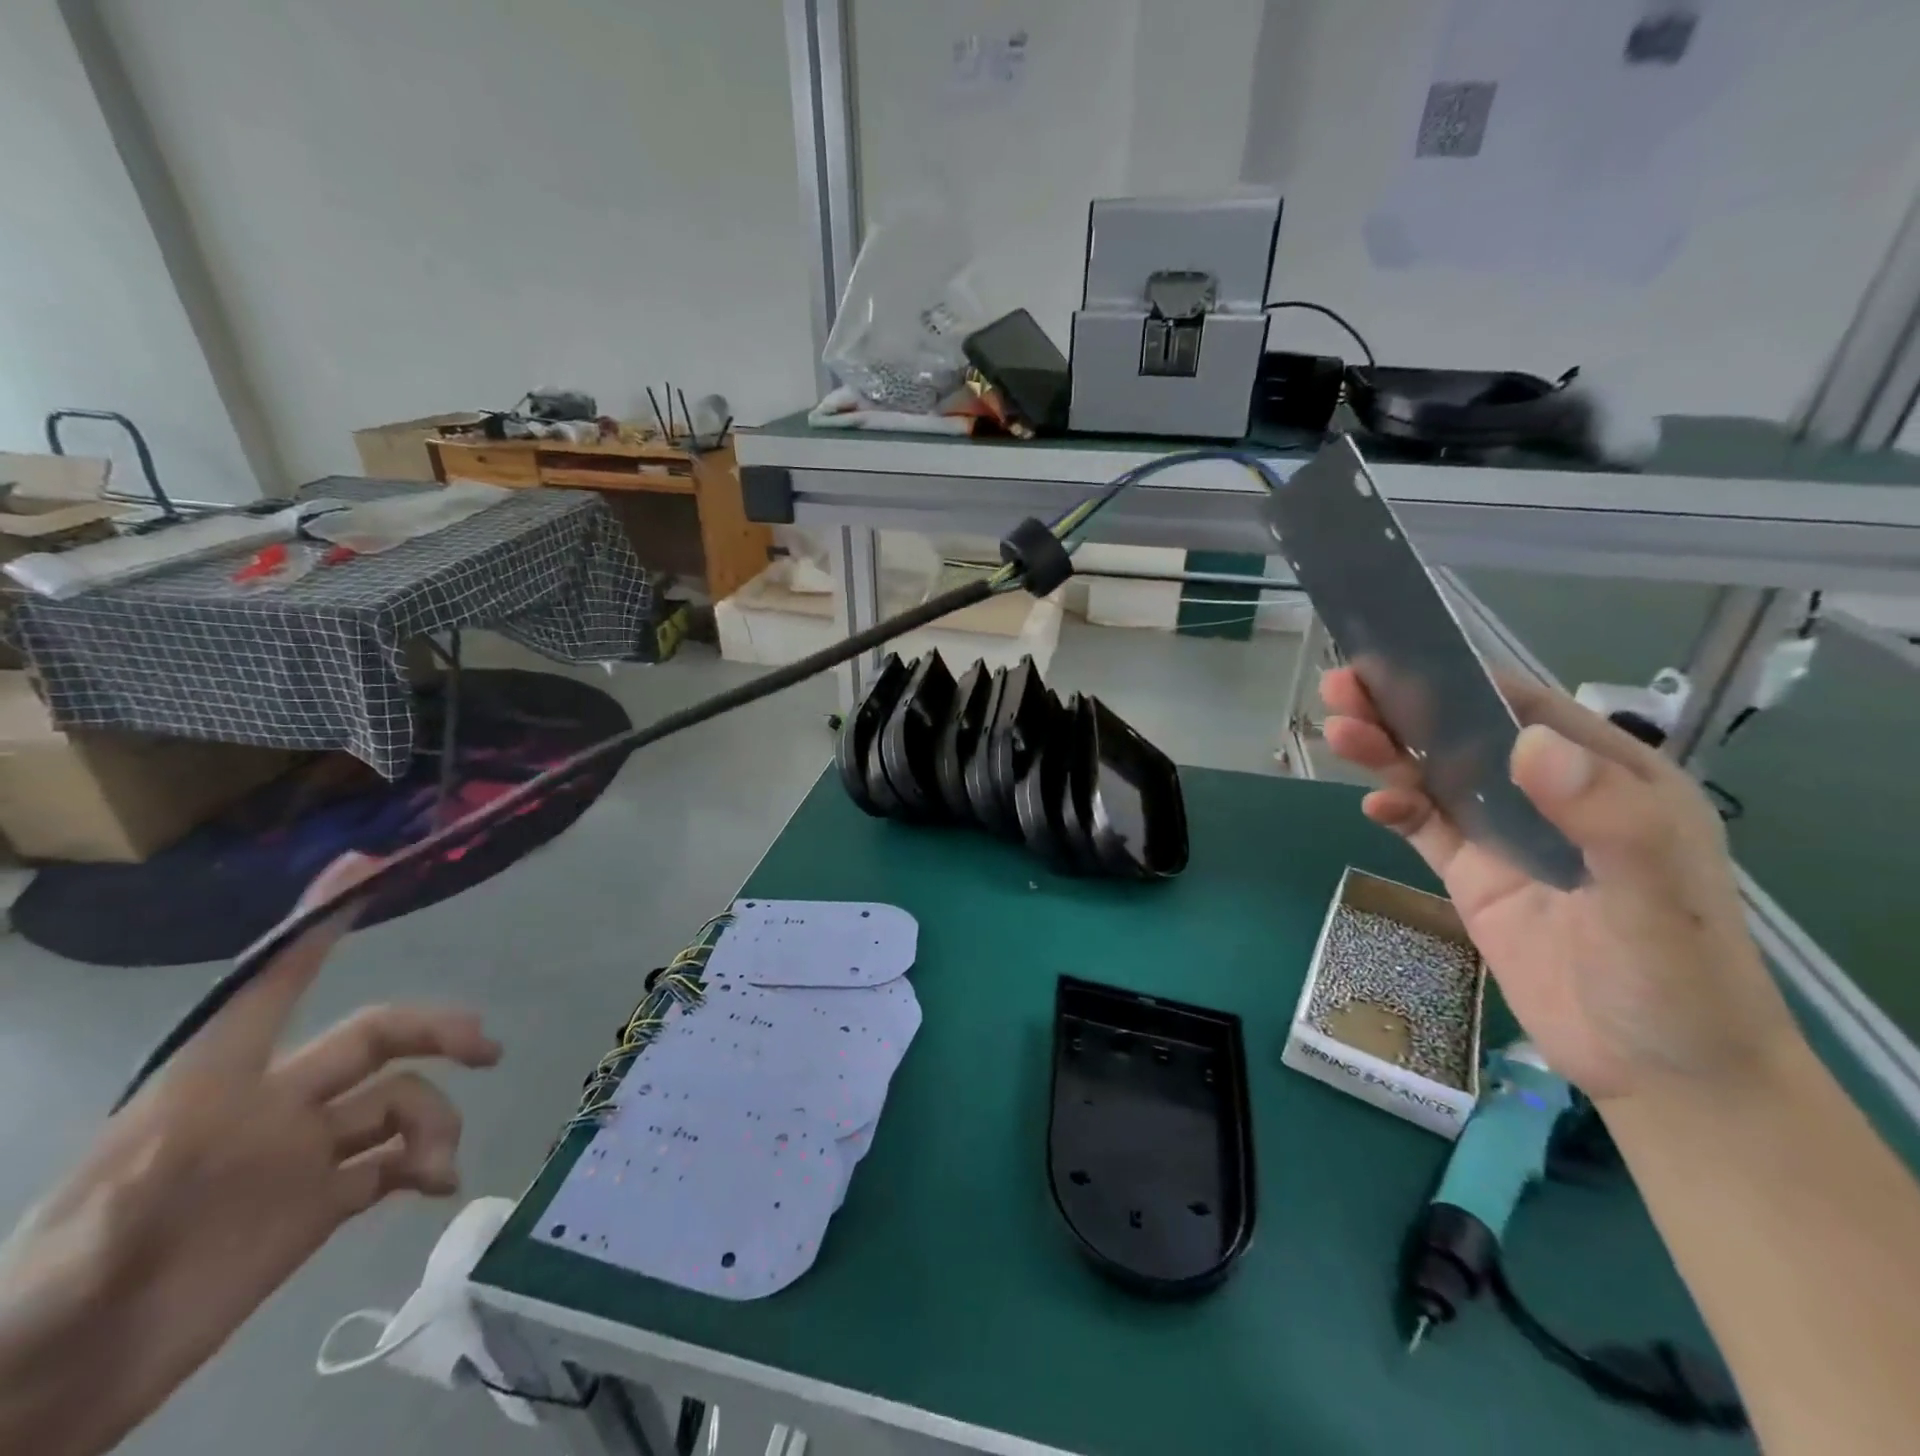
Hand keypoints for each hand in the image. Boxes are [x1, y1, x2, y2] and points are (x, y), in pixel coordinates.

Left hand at [0, 854, 501, 1455]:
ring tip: (440, 1167)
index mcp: (214, 1090)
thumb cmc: (47, 1313)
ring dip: (435, 1124)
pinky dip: (428, 1165)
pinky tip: (439, 1186)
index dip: (318, 925)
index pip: (275, 985)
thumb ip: (123, 1210)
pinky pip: (397, 1162)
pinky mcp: (323, 1202)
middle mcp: (272, 1106)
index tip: (365, 869)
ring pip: (400, 1102)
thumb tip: (186, 1152)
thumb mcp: (63, 1271)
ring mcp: (302, 1153)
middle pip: (376, 1038)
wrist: (56, 1399)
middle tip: (484, 1048)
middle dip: (436, 1031)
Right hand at [1321, 667, 1802, 1104]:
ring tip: (1338, 732)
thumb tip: (1525, 742)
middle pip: (1466, 738)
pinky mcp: (1474, 876)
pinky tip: (1374, 806)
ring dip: (1387, 753)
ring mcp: (1508, 837)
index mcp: (1609, 780)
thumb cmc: (1677, 979)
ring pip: (1435, 777)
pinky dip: (1396, 809)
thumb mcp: (1657, 896)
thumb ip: (1602, 816)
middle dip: (1404, 710)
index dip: (1463, 680)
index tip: (1401, 659)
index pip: (1528, 710)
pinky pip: (1425, 829)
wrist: (1662, 1074)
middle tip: (1341, 689)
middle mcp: (1552, 797)